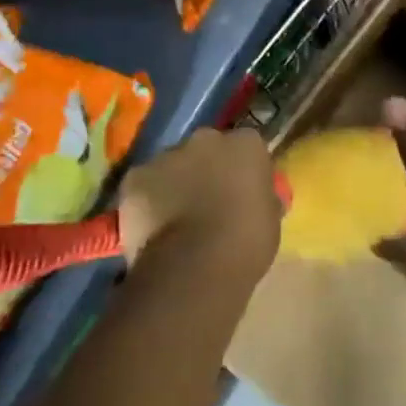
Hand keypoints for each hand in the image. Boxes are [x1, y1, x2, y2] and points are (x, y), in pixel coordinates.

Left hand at [116, 127, 280, 281]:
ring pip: (172, 165)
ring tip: (176, 220)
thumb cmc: (246, 244)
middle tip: (207, 201)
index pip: (247, 146)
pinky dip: (146, 200)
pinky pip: (143, 184)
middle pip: (206, 148)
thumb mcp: (270, 218)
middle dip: (206, 168)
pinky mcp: (135, 177)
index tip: (242, 190)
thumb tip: (254, 198)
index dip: (242, 168)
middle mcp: (206, 139)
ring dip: (175, 183)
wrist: (194, 267)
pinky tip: (151, 227)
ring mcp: (167, 155)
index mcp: (246, 144)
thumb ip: (260, 197)